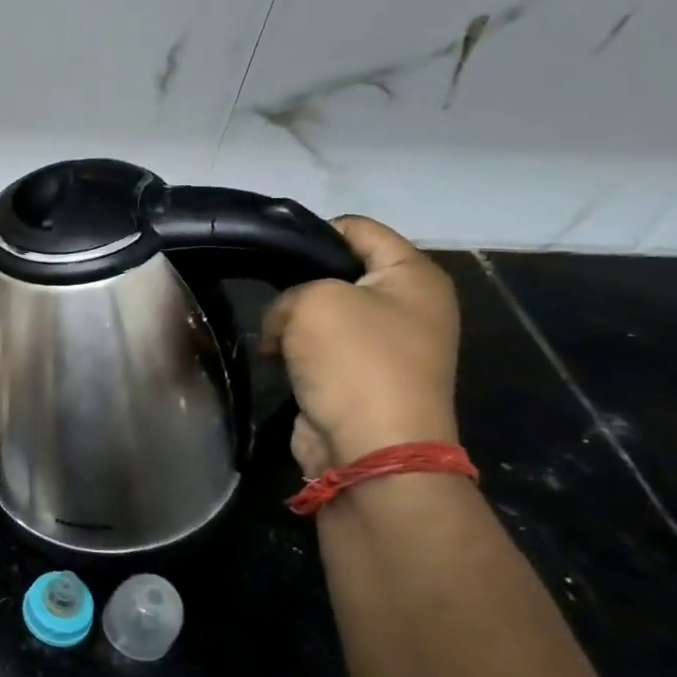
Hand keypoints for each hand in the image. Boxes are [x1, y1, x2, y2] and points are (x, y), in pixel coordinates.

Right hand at [260, 217, 459, 478]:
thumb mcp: (313, 301)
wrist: (372, 447)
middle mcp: (408, 306)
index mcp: (414, 276)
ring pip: (324, 313)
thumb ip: (289, 291)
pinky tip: (274, 359)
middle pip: (339, 272)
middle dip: (297, 282)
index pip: (359, 229)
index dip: (312, 231)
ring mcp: (387, 345)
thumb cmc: (354, 361)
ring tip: (267, 334)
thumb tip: (283, 325)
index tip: (270, 249)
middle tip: (262, 293)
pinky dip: (294, 351)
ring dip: (291, 322)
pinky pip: (320, 348)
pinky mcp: (361, 377)